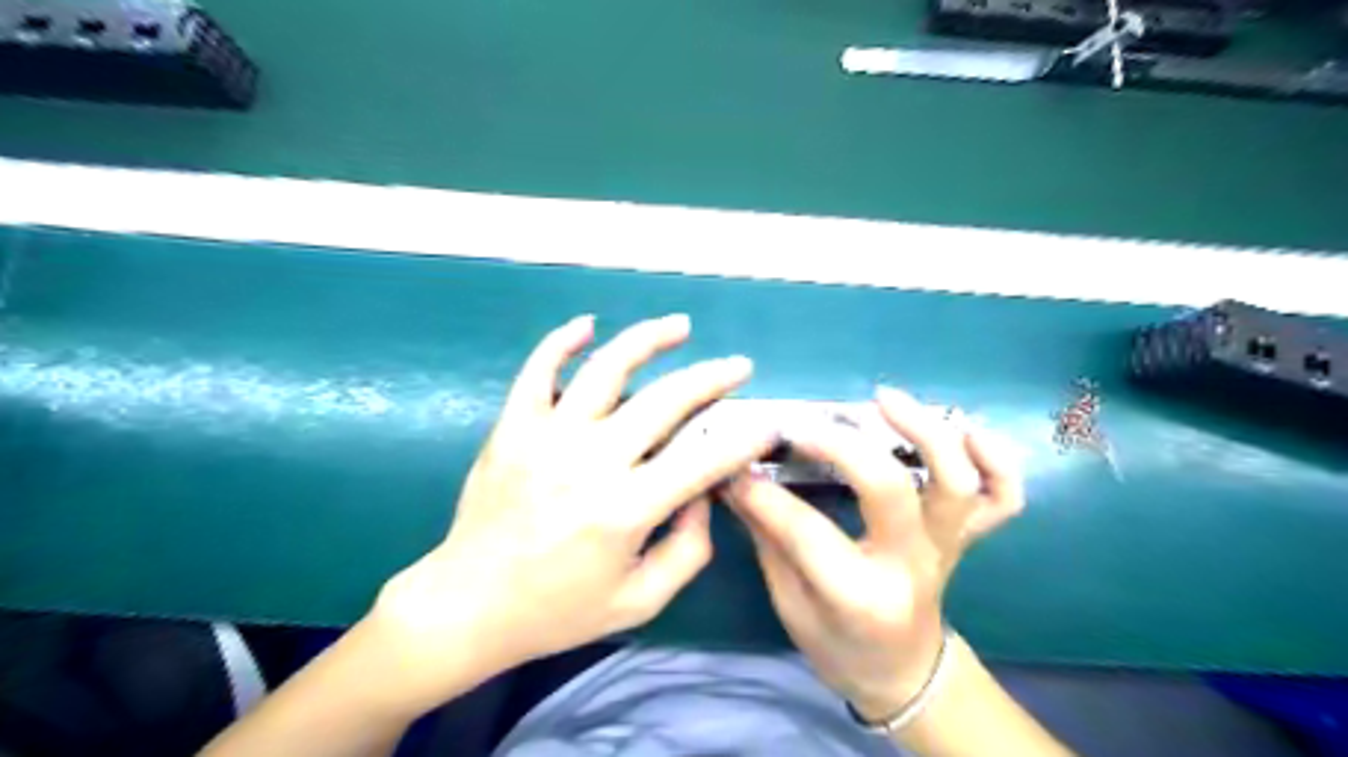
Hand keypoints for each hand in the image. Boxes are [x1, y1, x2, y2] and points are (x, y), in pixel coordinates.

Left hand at [366, 311, 775, 708]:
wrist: (467, 605)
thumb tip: (705, 492)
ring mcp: (547, 437)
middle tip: (738, 367)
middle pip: (665, 401)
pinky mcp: (512, 427)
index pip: (702, 460)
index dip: (743, 439)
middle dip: (712, 378)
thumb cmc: (558, 610)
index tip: (766, 423)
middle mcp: (590, 462)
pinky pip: (538, 370)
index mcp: (625, 510)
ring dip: (649, 339)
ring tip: (680, 326)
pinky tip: (588, 324)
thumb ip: (689, 549)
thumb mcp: (640, 601)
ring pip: (606, 368)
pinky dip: (562, 341)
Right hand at [727, 388, 1023, 725]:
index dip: (763, 493)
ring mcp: (947, 547)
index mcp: (860, 598)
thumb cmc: (838, 644)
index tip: (734, 466)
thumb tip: (738, 477)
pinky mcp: (966, 536)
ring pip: (956, 483)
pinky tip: (965, 429)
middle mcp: (911, 566)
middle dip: (839, 445)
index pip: (807, 532)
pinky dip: (996, 460)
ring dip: (924, 431)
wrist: (902, 670)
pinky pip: (1003, 497)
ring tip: (883, 398)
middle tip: (799, 424)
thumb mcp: (788, 603)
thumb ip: (769, 537)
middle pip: (888, 490)